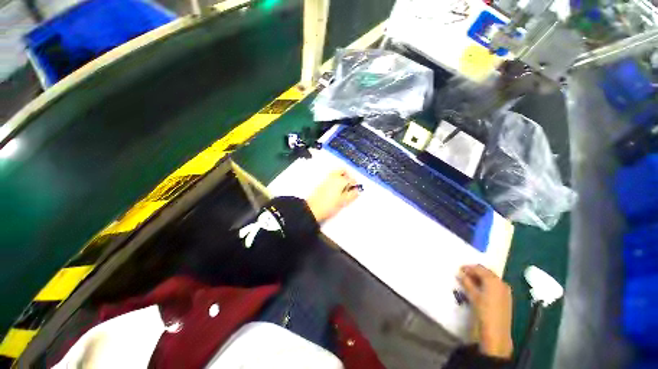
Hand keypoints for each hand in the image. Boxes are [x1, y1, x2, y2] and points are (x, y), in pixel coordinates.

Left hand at [306, 170, 359, 221]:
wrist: (313, 209)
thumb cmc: (329, 205)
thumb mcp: (344, 202)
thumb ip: (352, 195)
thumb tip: (357, 191)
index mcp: (341, 180)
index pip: (352, 179)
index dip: (355, 185)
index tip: (355, 191)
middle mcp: (333, 177)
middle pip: (343, 170)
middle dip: (348, 176)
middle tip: (350, 185)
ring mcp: (327, 179)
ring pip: (336, 173)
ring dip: (341, 177)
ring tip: (343, 188)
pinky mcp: (322, 183)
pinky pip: (331, 177)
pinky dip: (335, 180)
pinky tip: (336, 190)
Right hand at [458, 264, 512, 358]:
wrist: (496, 332)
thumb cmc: (483, 311)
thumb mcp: (472, 295)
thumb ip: (466, 282)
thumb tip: (460, 273)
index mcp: (493, 280)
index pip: (479, 268)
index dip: (468, 267)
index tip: (459, 269)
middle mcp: (501, 282)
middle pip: (486, 272)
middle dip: (475, 271)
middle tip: (464, 275)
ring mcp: (505, 290)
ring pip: (491, 278)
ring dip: (480, 277)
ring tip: (470, 281)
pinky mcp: (506, 297)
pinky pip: (495, 285)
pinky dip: (486, 284)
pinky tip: (479, 288)